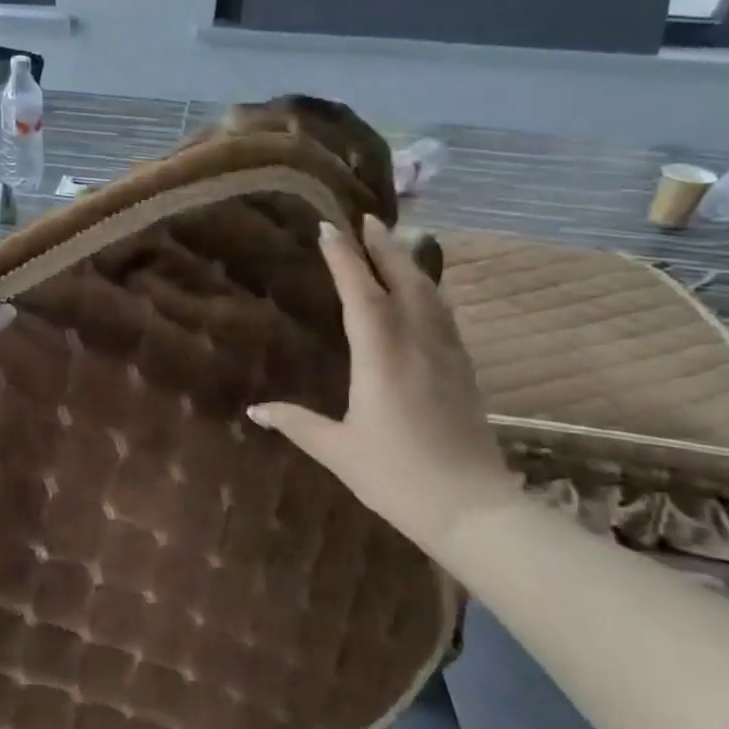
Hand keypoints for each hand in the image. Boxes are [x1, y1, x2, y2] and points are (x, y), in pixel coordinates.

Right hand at [249, 216, 521, 548]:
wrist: (472, 509)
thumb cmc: (396, 476)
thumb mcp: (337, 450)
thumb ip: (296, 423)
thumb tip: (255, 409)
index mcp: (381, 356)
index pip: (361, 293)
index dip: (343, 258)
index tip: (329, 228)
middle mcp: (417, 344)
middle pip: (404, 280)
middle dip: (384, 246)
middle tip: (368, 219)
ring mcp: (447, 355)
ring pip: (430, 294)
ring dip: (410, 263)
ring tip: (395, 245)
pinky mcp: (464, 372)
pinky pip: (444, 316)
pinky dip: (428, 292)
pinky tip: (423, 296)